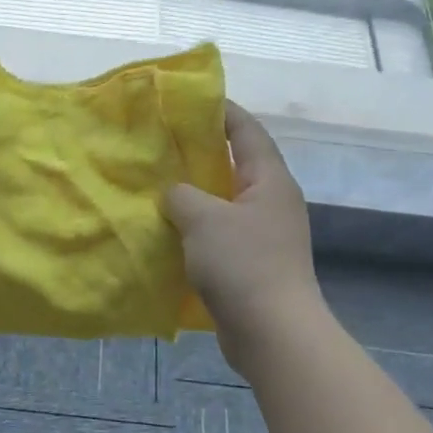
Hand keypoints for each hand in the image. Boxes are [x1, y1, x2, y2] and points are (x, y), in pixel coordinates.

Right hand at [165, 102, 321, 363]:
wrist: (273, 333)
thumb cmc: (242, 264)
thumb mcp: (203, 219)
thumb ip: (182, 195)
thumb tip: (174, 193)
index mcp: (270, 179)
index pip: (247, 131)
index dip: (222, 111)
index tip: (190, 100)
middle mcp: (273, 201)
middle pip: (237, 164)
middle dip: (202, 152)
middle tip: (164, 142)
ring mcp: (266, 234)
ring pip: (226, 201)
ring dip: (197, 193)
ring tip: (160, 183)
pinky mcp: (254, 263)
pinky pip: (222, 232)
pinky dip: (198, 226)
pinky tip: (170, 229)